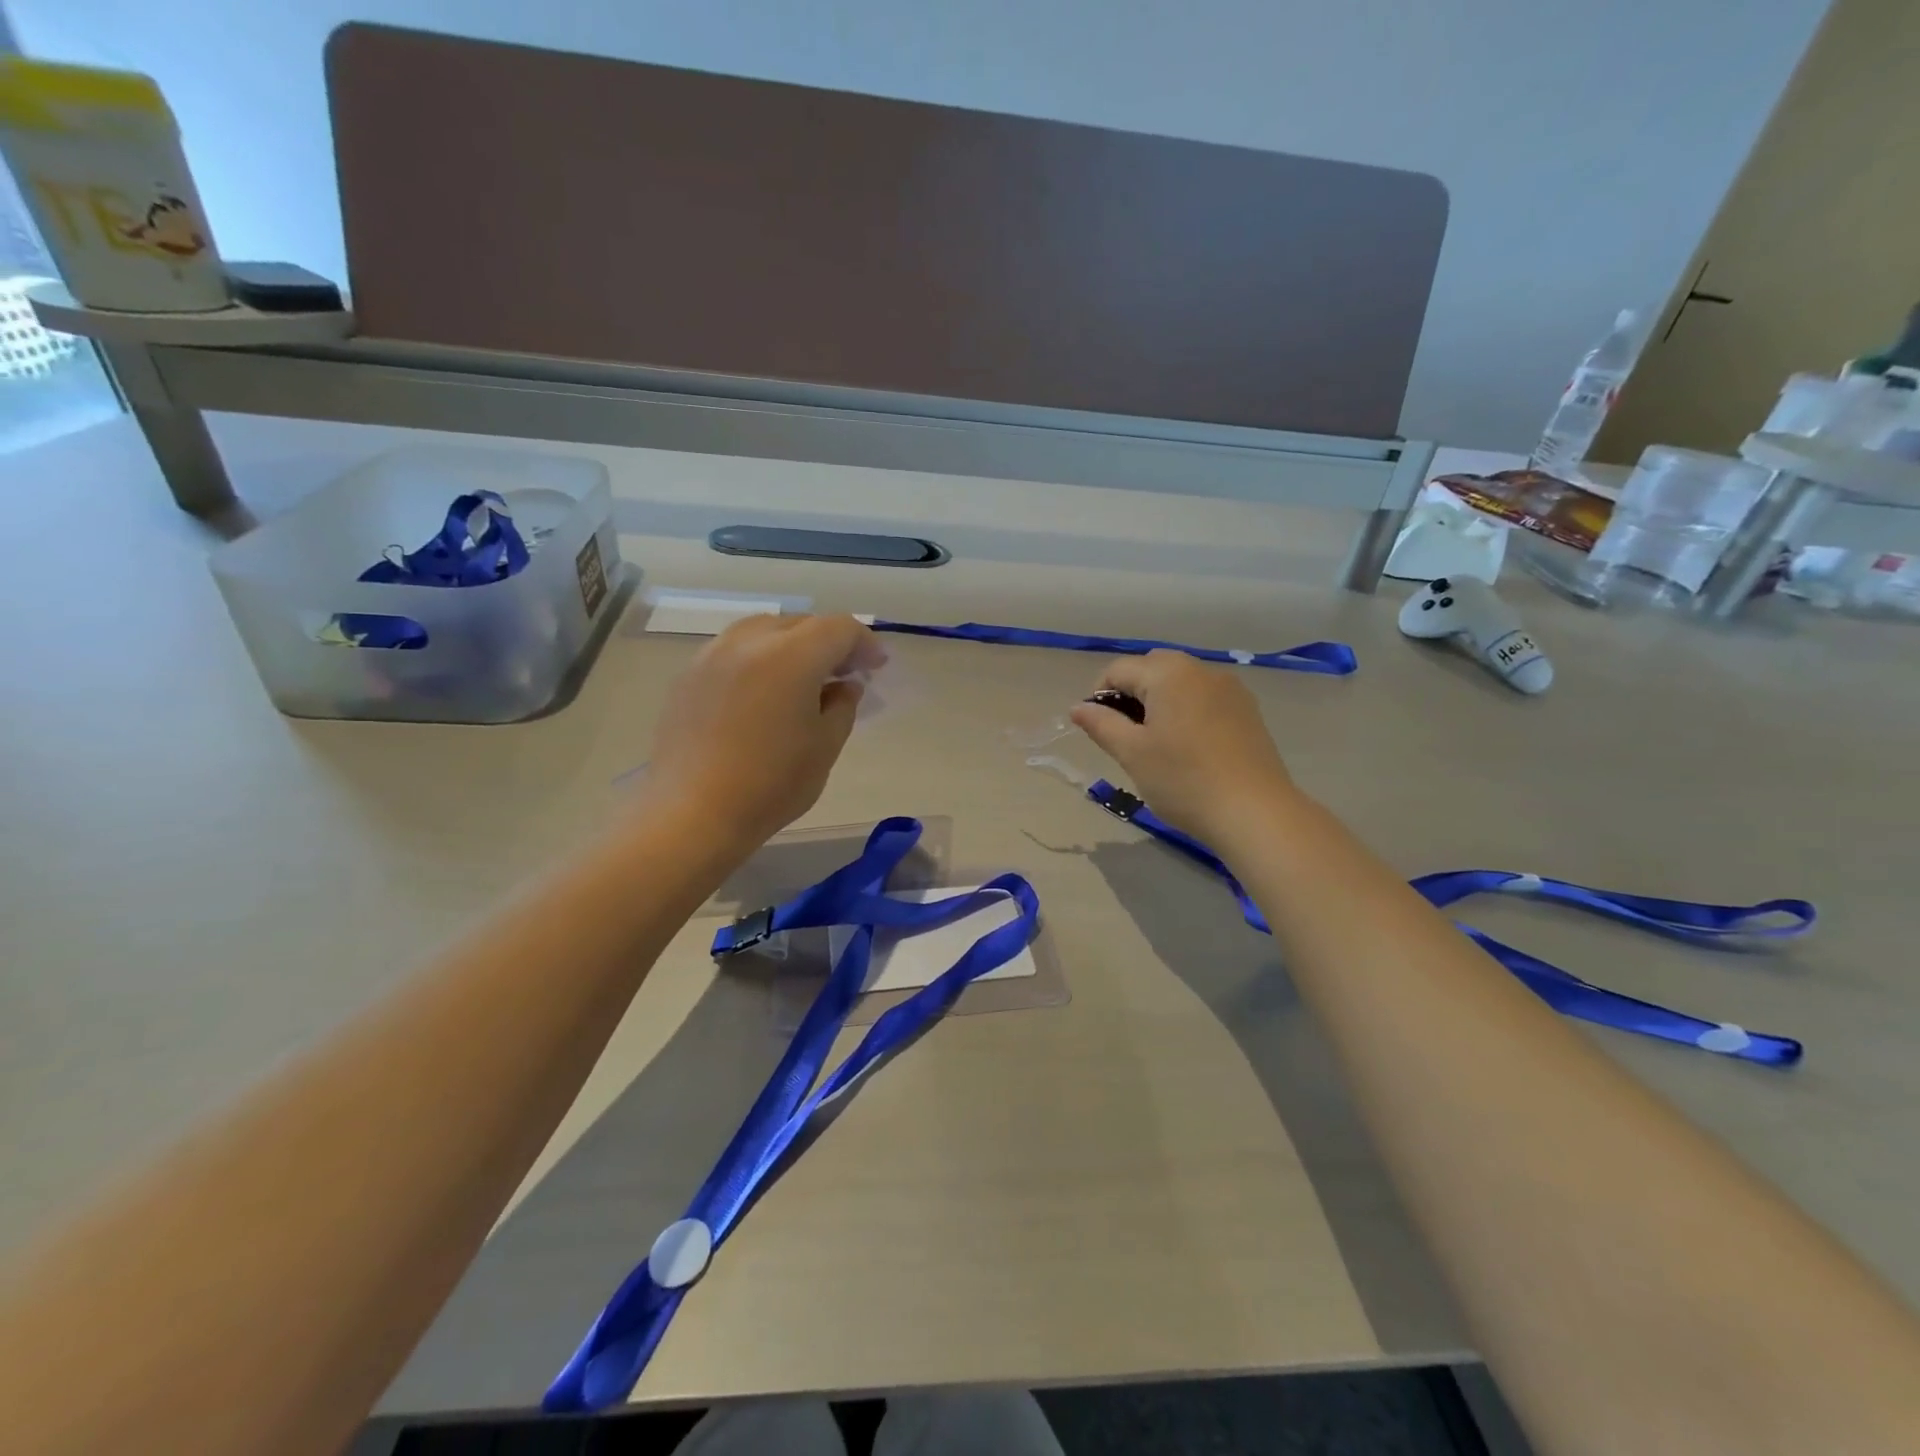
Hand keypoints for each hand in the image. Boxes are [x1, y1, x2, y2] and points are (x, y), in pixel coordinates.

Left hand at [645, 614, 883, 846]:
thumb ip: (843, 706)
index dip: (864, 643)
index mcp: (791, 656)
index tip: (876, 668)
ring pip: (763, 631)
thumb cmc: (770, 784)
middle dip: (829, 642)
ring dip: (792, 646)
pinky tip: (762, 693)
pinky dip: (759, 659)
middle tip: (844, 674)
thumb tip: (843, 686)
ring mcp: (713, 655)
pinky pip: (734, 651)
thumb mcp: (825, 747)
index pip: (839, 628)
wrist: (691, 813)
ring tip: (802, 679)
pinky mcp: (688, 675)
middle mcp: (749, 642)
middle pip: (801, 624)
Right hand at [1069, 651, 1298, 841]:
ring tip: (1157, 744)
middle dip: (1131, 694)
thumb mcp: (1131, 753)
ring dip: (1159, 702)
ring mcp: (1230, 688)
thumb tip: (1078, 708)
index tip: (1099, 731)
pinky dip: (1187, 711)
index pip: (1118, 670)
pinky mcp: (1248, 710)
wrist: (1255, 813)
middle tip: (1127, 736)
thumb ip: (1101, 724)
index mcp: (1168, 673)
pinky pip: (1205, 698)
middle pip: (1151, 669)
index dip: (1099, 696)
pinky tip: (1189, 748)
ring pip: (1180, 682)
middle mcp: (1201, 670)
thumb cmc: (1183, 780)